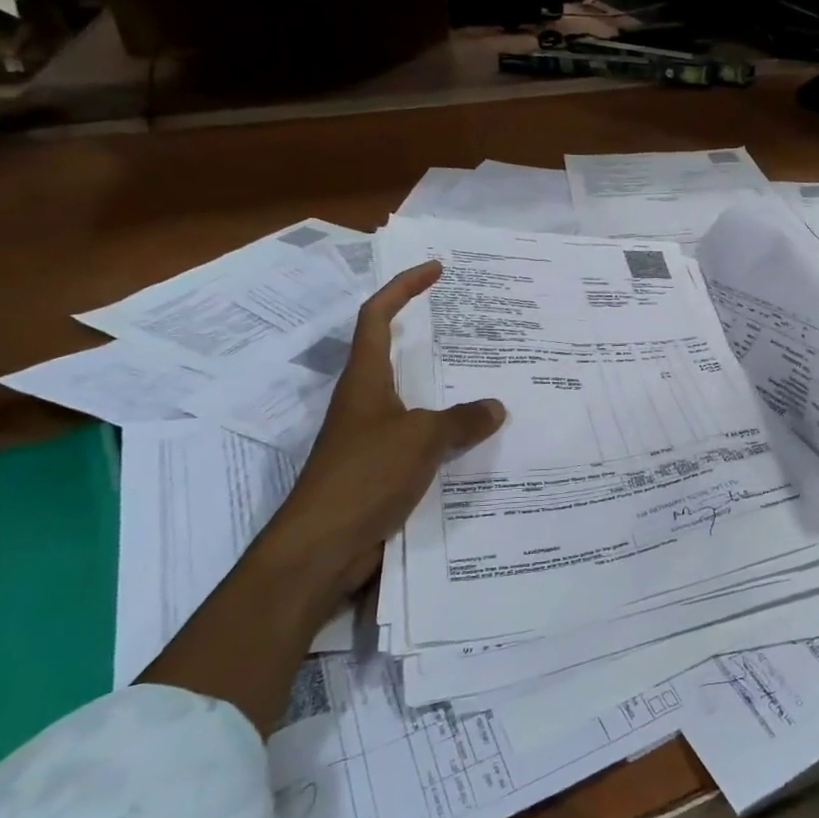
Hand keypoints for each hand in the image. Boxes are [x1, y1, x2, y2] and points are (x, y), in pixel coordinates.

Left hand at [256, 260, 506, 617]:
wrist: (322, 548)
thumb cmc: (364, 476)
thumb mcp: (421, 439)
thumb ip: (462, 420)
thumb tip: (496, 407)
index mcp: (365, 380)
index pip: (378, 316)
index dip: (403, 287)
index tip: (435, 269)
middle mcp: (365, 401)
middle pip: (394, 352)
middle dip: (428, 333)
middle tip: (470, 323)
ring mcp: (371, 436)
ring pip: (412, 397)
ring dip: (443, 386)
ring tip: (485, 377)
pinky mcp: (380, 469)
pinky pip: (420, 436)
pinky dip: (446, 430)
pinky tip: (474, 439)